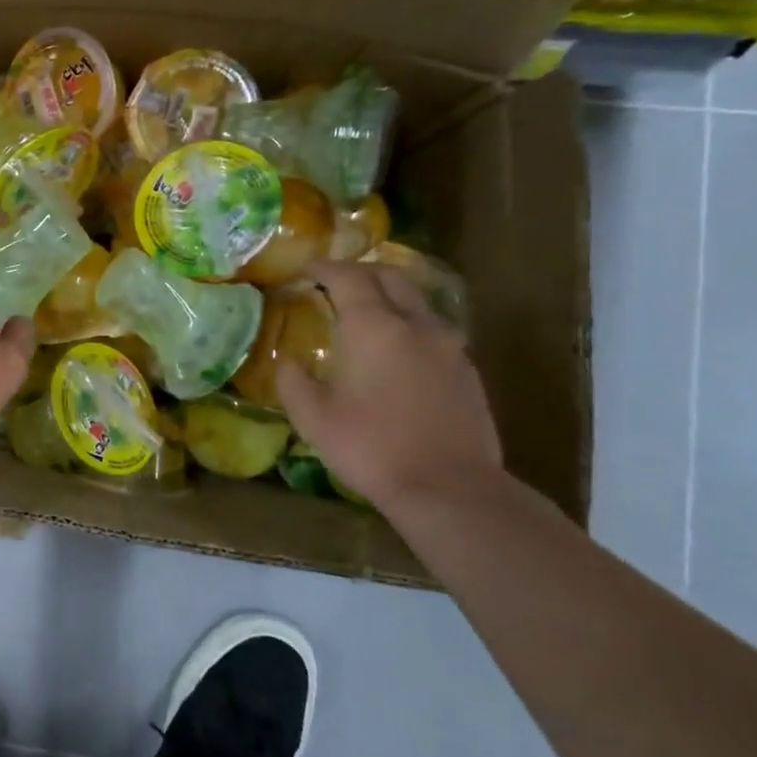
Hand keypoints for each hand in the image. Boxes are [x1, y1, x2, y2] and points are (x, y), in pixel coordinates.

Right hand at [273, 262, 501, 512]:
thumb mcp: (313, 418)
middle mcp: (416, 325)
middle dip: (360, 271)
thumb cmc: (371, 447)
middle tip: (334, 281)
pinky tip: (397, 349)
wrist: (450, 489)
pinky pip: (433, 328)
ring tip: (366, 311)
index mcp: (374, 328)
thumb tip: (289, 362)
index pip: (348, 278)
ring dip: (389, 294)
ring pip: (417, 300)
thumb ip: (293, 381)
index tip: (304, 269)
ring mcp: (448, 346)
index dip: (324, 268)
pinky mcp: (467, 370)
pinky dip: (409, 322)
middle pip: (391, 277)